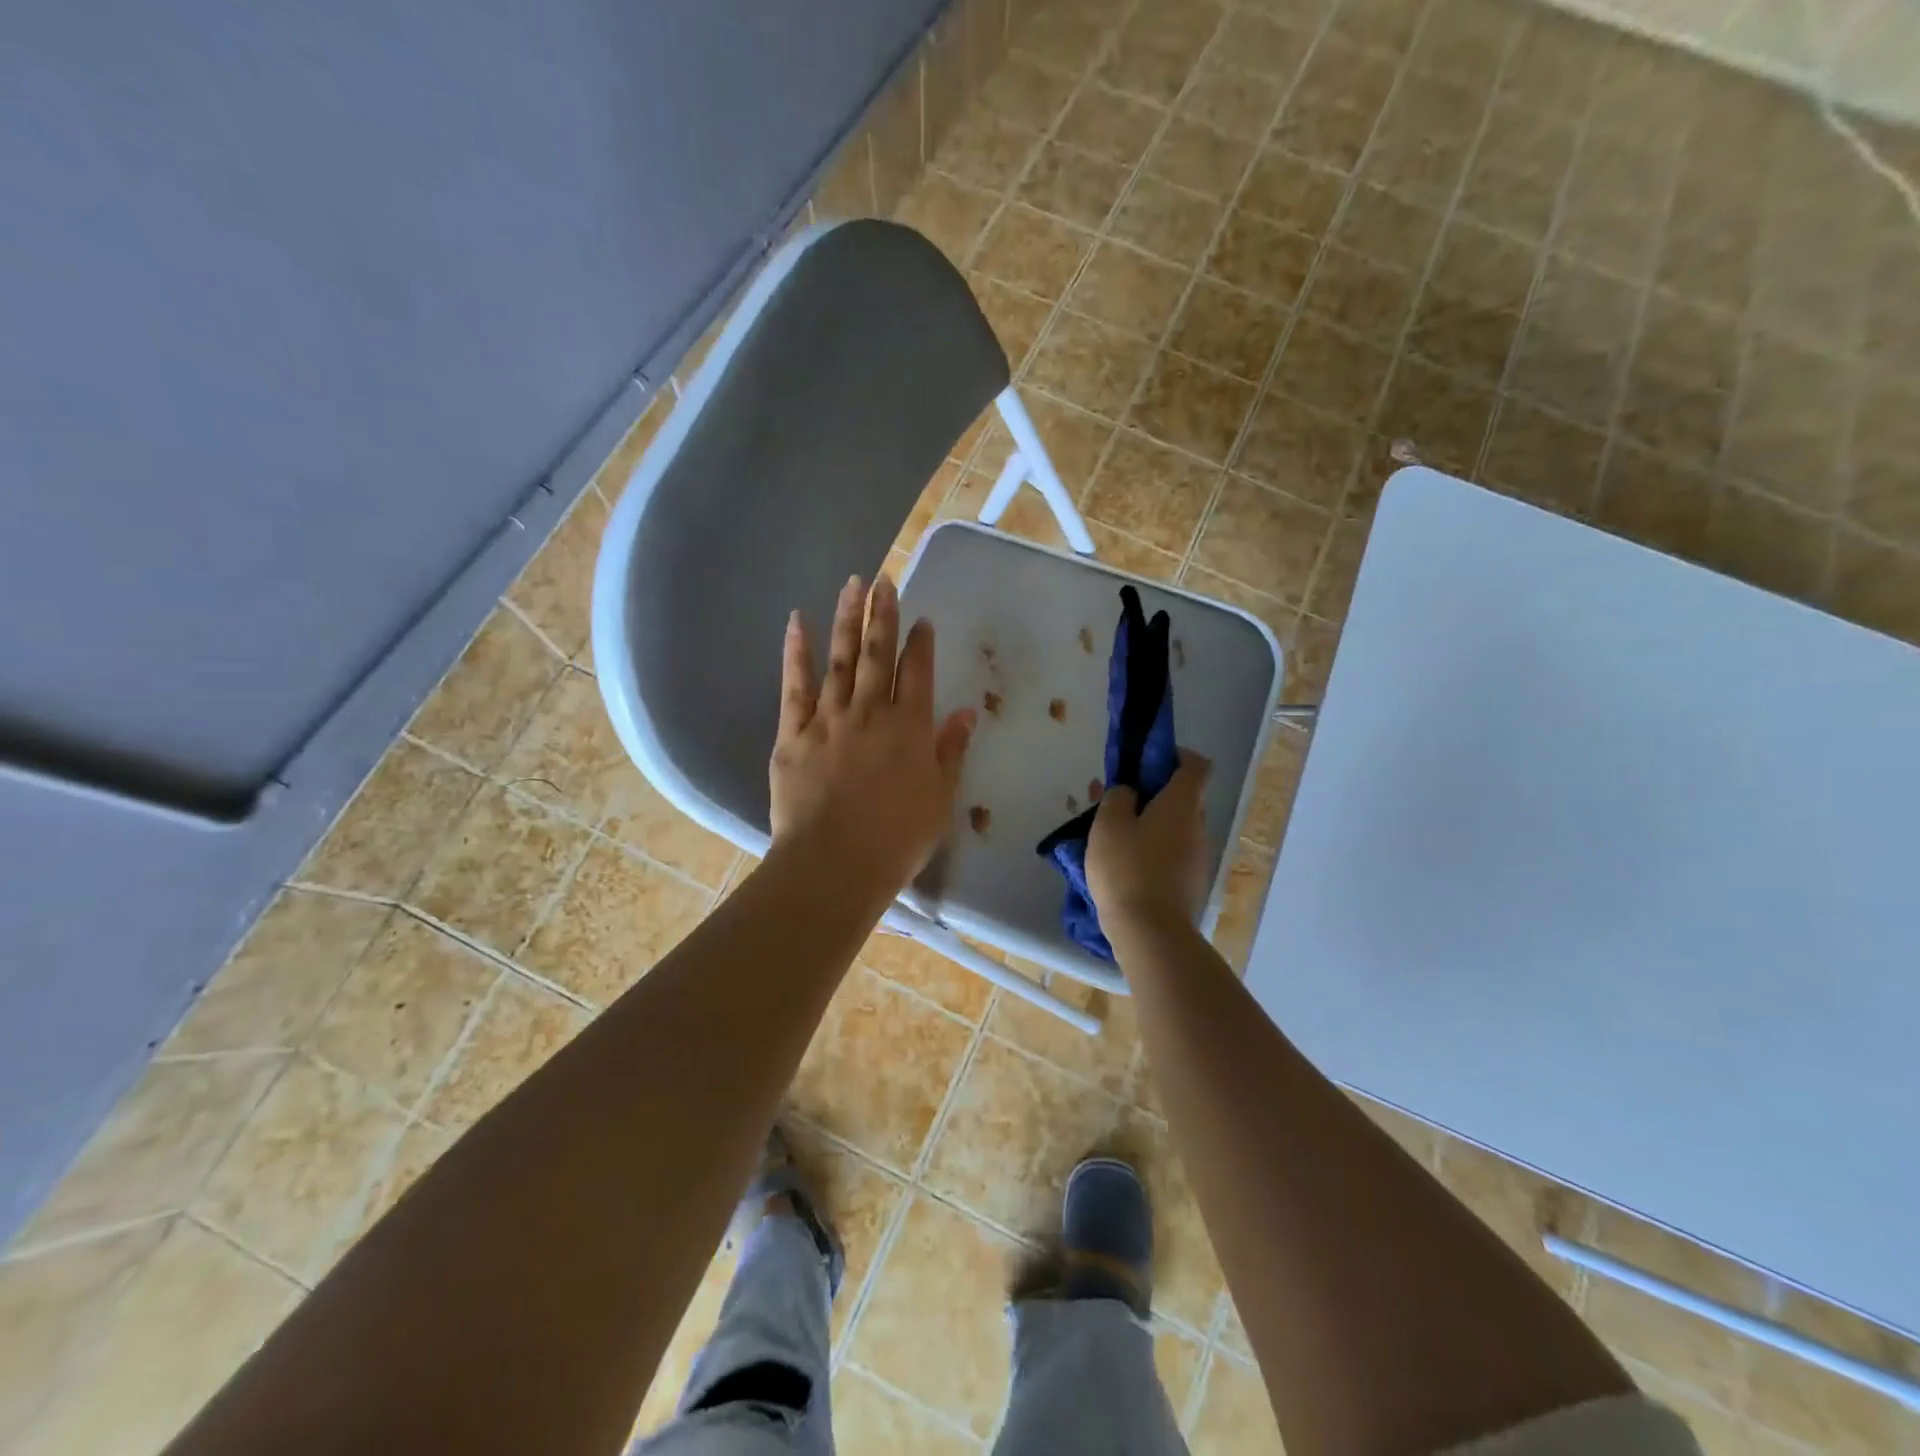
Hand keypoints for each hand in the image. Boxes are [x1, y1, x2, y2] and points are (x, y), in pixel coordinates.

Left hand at [770, 574, 975, 895]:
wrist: (835, 863)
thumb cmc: (897, 839)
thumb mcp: (940, 799)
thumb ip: (951, 752)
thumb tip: (967, 713)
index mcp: (910, 728)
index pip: (918, 672)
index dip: (921, 643)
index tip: (922, 620)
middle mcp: (871, 712)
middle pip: (877, 653)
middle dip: (883, 614)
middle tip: (884, 580)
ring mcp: (829, 718)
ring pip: (840, 658)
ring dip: (846, 619)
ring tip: (852, 584)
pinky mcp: (793, 733)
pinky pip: (795, 684)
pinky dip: (797, 651)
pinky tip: (797, 622)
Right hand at [1086, 752, 1210, 943]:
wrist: (1151, 932)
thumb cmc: (1127, 869)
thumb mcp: (1108, 824)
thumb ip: (1118, 797)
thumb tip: (1130, 792)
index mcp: (1182, 804)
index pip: (1196, 765)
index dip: (1175, 756)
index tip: (1147, 761)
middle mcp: (1197, 826)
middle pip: (1183, 797)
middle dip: (1153, 793)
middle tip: (1119, 799)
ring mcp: (1197, 857)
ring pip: (1175, 827)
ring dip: (1151, 823)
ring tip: (1115, 834)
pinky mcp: (1190, 883)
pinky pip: (1172, 853)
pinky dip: (1153, 849)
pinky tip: (1125, 863)